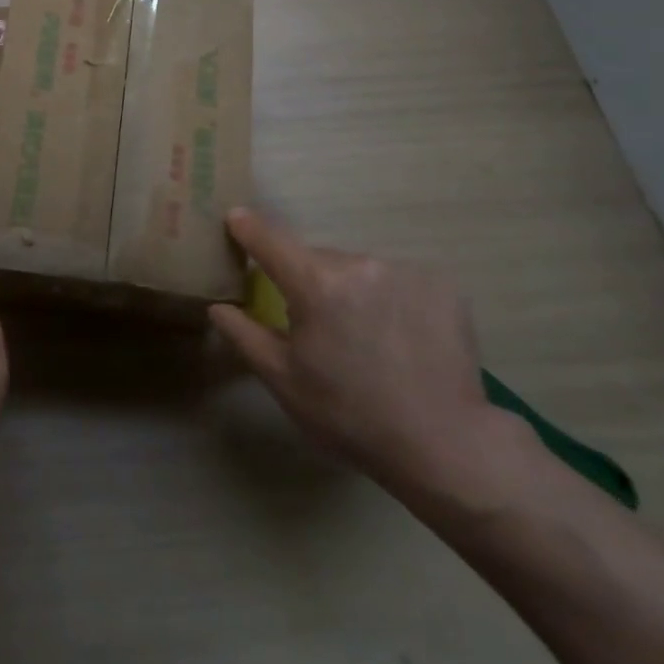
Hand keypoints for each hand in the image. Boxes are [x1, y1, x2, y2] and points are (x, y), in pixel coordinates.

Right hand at [210, 208, 524, 504]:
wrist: (444, 446)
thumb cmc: (349, 415)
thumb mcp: (283, 380)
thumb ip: (244, 334)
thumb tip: (218, 306)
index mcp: (315, 283)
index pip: (269, 239)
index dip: (247, 227)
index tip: (235, 218)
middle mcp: (359, 263)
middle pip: (318, 259)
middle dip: (309, 281)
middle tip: (317, 326)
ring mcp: (405, 270)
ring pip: (359, 269)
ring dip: (352, 290)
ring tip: (366, 339)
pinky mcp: (441, 284)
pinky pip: (397, 280)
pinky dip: (390, 298)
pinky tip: (401, 337)